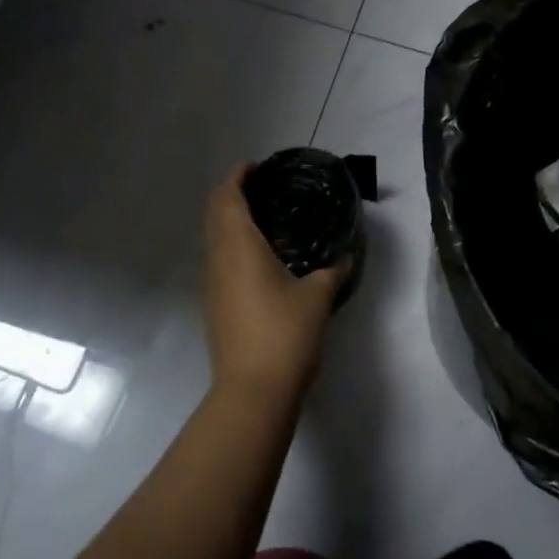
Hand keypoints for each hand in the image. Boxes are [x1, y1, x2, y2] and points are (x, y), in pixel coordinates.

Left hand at [204, 165, 349, 399]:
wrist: (252, 392)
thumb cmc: (284, 334)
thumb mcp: (317, 298)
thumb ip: (332, 271)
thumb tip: (345, 256)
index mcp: (239, 246)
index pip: (228, 197)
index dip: (237, 176)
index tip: (256, 166)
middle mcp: (219, 259)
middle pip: (215, 213)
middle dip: (233, 193)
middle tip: (264, 187)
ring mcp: (213, 284)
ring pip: (214, 238)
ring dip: (231, 220)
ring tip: (265, 217)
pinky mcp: (215, 305)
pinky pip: (219, 259)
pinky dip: (232, 244)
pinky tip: (261, 257)